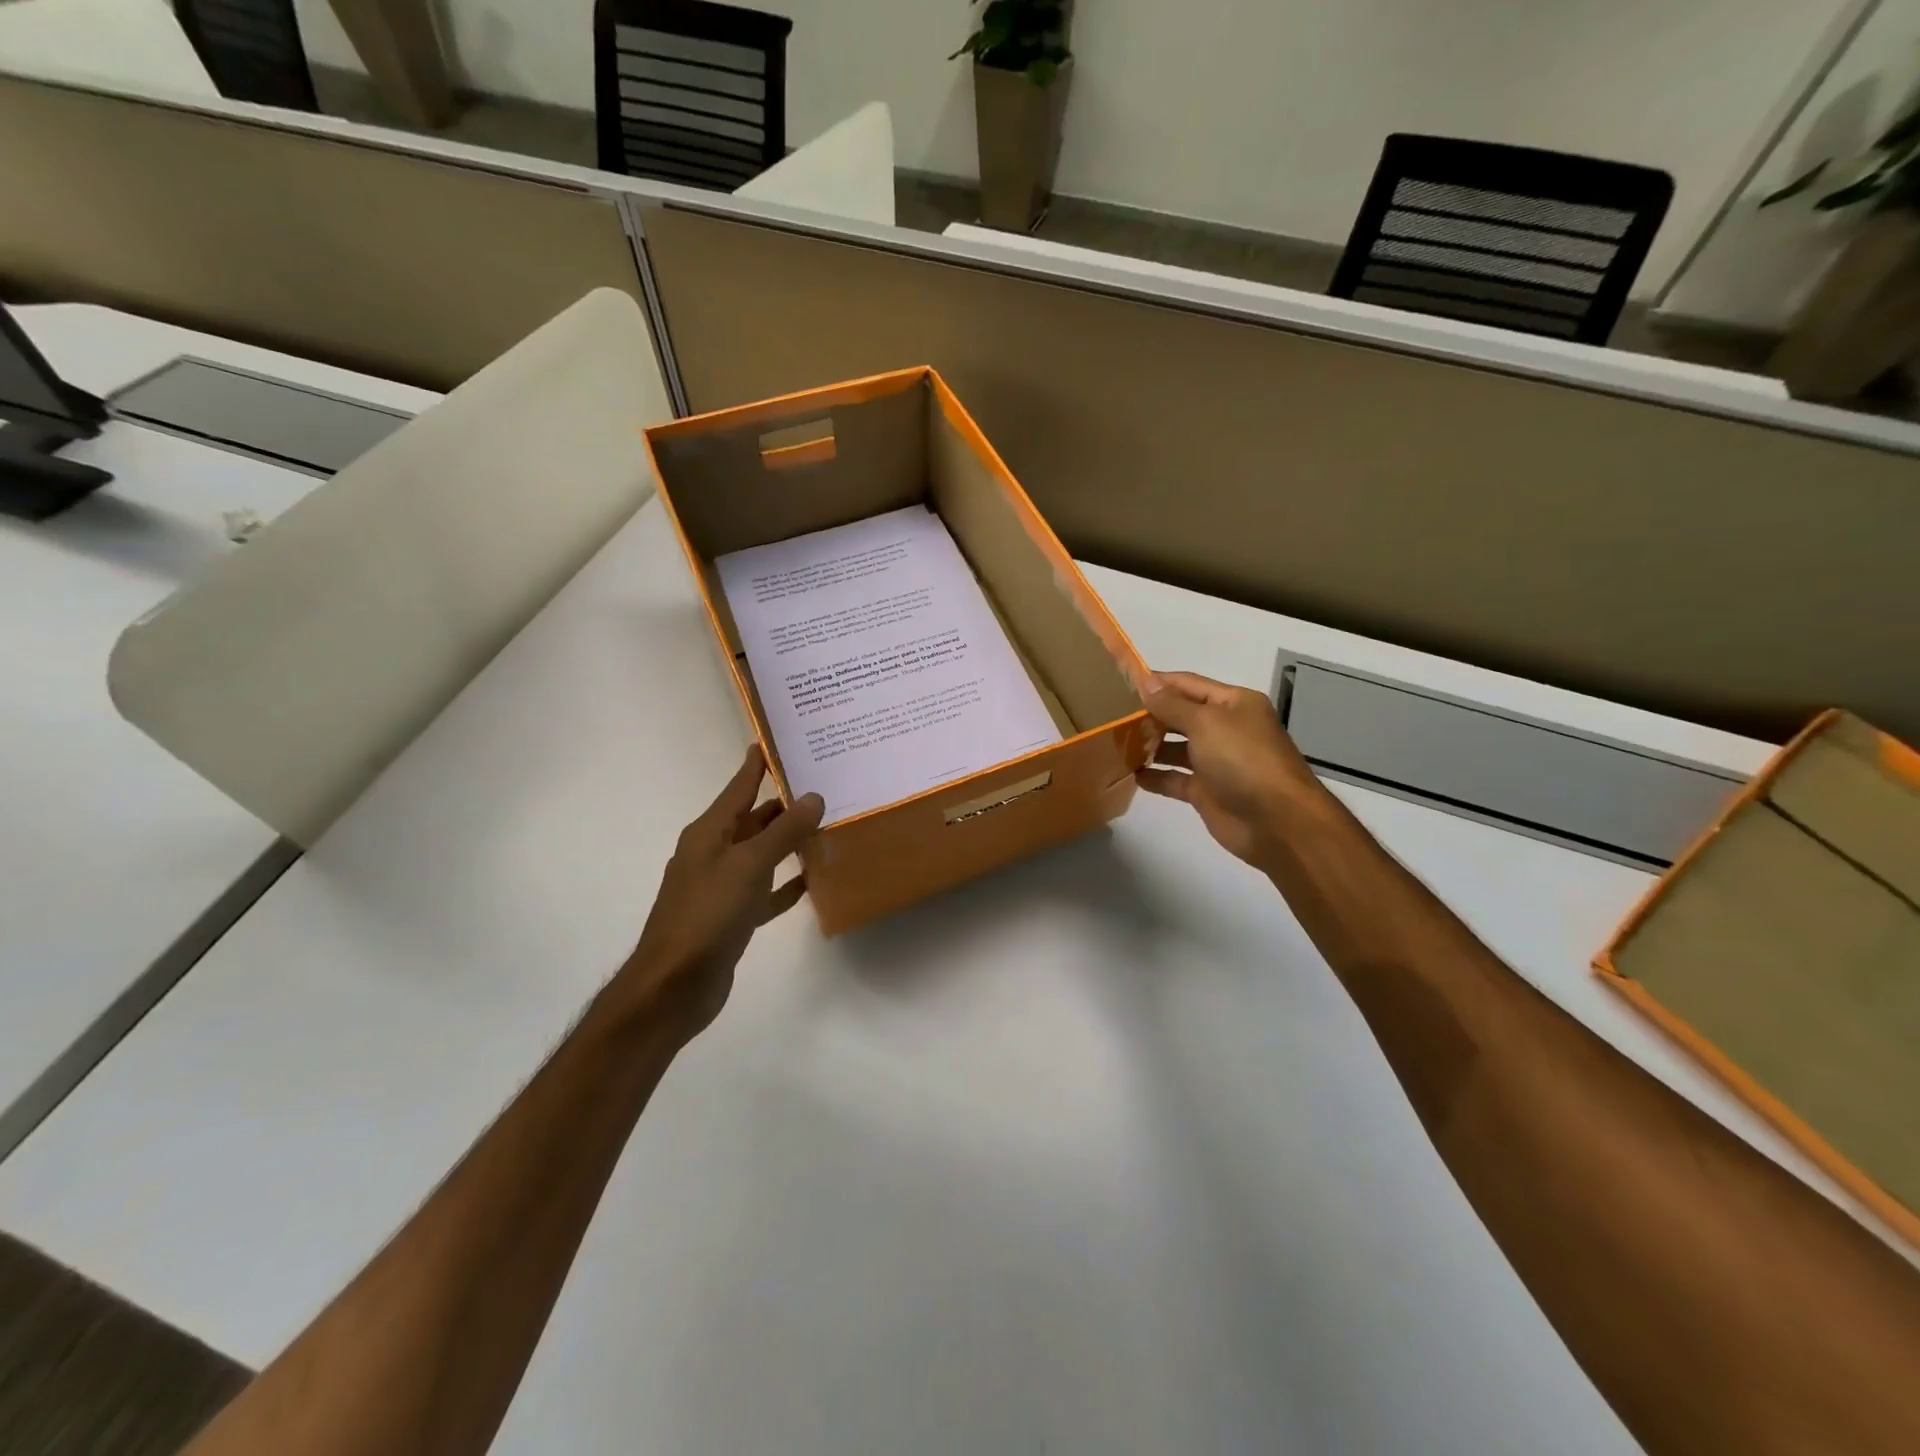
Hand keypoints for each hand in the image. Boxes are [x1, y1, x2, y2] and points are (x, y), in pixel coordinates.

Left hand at [622, 745, 823, 1035]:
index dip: (757, 763)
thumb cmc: (707, 915)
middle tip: (825, 784)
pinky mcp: (732, 917)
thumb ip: (782, 832)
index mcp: (709, 832)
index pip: (739, 787)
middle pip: (754, 819)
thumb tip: (812, 797)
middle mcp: (714, 853)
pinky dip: (786, 883)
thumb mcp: (748, 866)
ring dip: (790, 842)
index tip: (778, 739)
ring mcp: (722, 886)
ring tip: (828, 825)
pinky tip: (813, 879)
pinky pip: (766, 890)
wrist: (674, 986)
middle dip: (785, 803)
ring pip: (762, 853)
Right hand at [1135, 671, 1320, 872]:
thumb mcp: (1206, 723)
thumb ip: (1172, 704)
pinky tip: (1131, 774)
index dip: (1156, 682)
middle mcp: (1225, 728)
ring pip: (1175, 747)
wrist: (1277, 822)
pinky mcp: (1206, 791)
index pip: (1187, 684)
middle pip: (1180, 715)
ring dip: (1149, 745)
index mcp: (1232, 704)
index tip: (1119, 683)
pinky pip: (1175, 779)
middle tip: (1110, 715)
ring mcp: (1216, 762)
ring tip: (1115, 743)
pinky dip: (1155, 776)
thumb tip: (1145, 682)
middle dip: (1149, 714)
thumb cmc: (1243, 760)